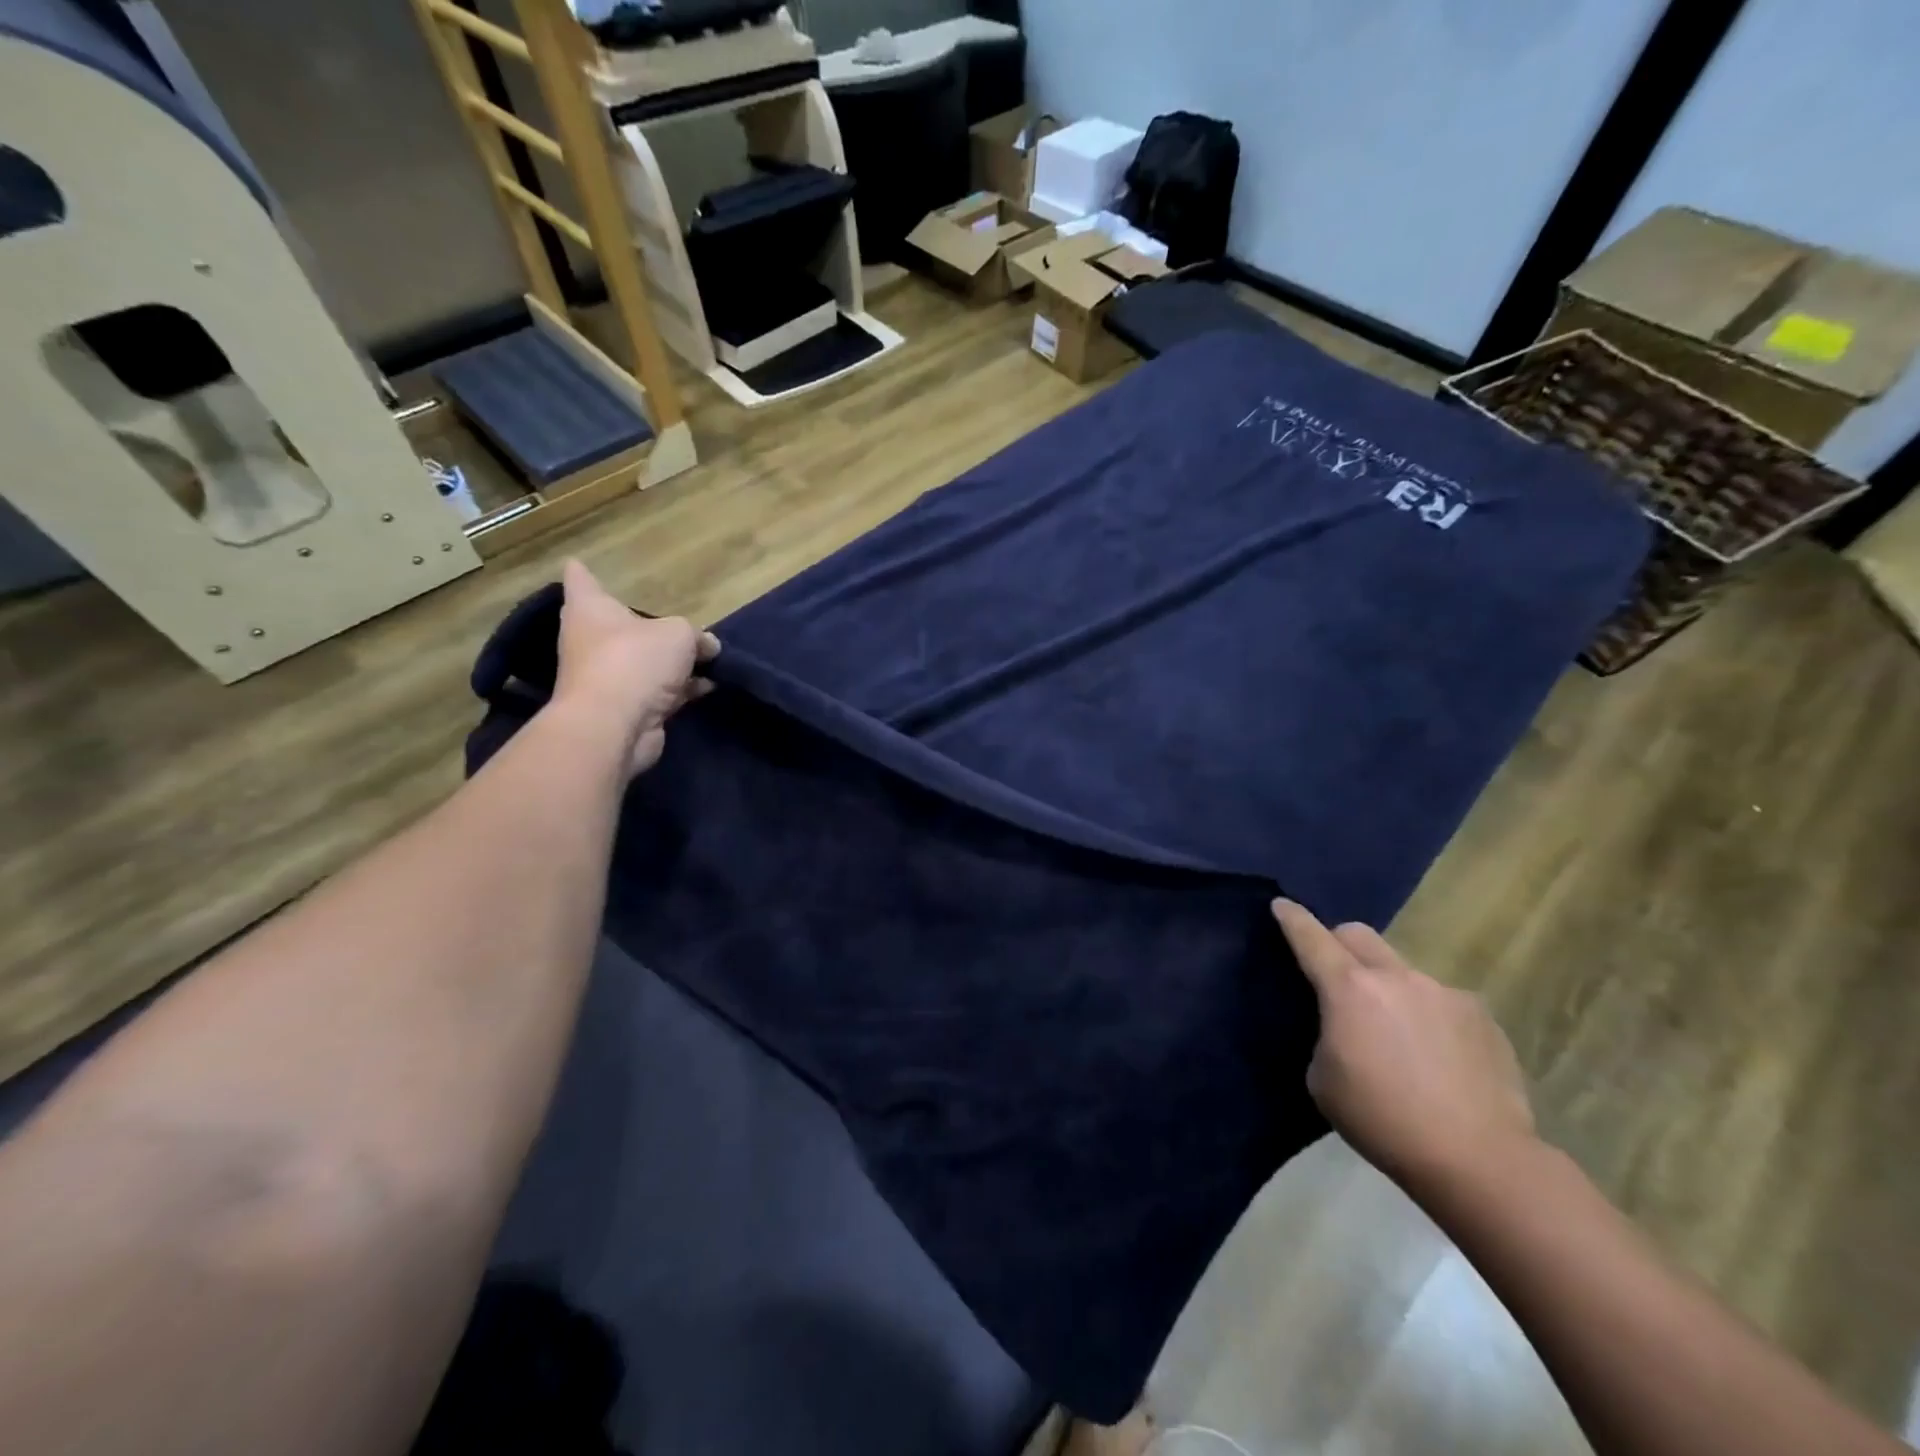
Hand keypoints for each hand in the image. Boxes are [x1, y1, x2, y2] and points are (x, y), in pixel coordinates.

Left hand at [553, 559, 719, 774]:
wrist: (615, 725)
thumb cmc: (636, 661)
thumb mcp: (679, 635)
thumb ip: (696, 635)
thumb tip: (709, 646)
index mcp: (591, 609)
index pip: (580, 580)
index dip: (583, 572)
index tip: (581, 563)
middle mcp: (591, 640)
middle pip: (618, 625)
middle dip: (644, 625)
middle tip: (672, 620)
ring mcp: (607, 677)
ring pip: (643, 661)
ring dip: (670, 662)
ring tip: (708, 657)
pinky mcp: (626, 707)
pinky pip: (658, 691)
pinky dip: (680, 689)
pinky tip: (708, 685)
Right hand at [1271, 898, 1535, 1193]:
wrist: (1480, 1160)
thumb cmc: (1384, 1120)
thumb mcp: (1323, 1080)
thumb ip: (1327, 1035)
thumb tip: (1345, 1027)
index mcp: (1349, 989)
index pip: (1310, 937)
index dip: (1291, 918)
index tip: (1281, 905)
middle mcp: (1396, 977)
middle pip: (1358, 935)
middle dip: (1339, 944)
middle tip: (1337, 976)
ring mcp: (1444, 993)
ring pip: (1402, 972)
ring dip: (1389, 989)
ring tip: (1397, 1037)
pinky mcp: (1481, 1016)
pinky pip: (1441, 1002)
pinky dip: (1428, 1017)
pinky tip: (1437, 1058)